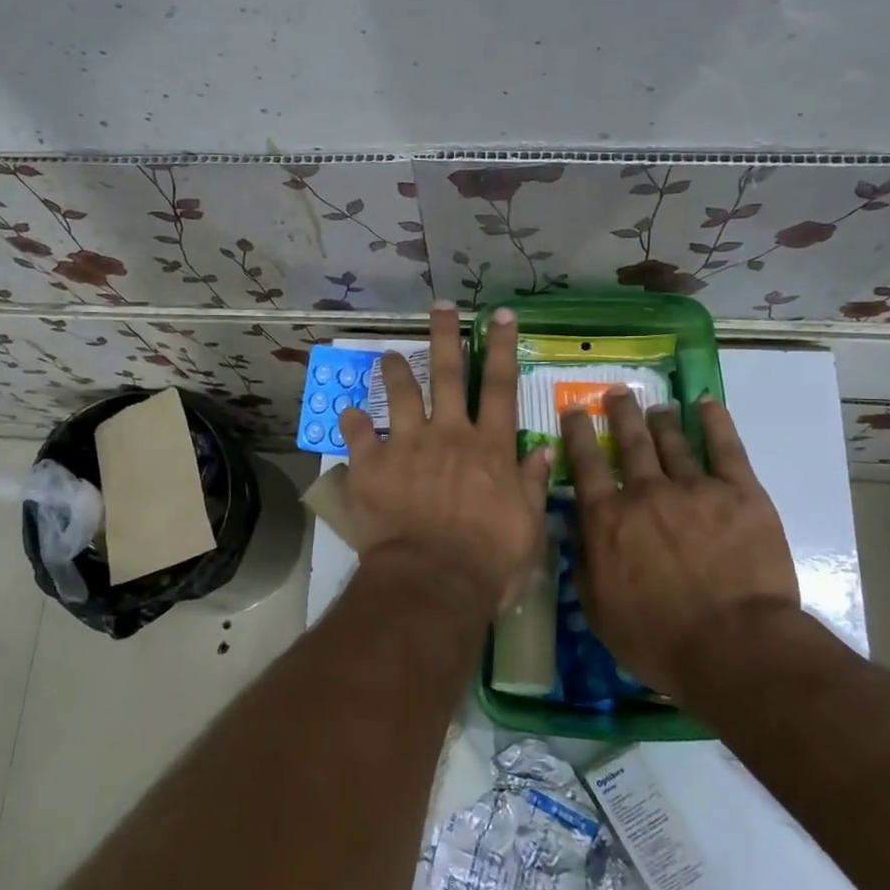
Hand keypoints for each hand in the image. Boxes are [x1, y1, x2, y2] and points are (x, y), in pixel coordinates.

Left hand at [339, 303, 552, 618]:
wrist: (432, 582)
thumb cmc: (488, 561)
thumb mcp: (528, 526)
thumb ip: (532, 484)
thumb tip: (543, 449)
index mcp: (489, 448)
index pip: (501, 387)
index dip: (501, 348)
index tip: (499, 315)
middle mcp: (449, 434)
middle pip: (449, 375)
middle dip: (445, 336)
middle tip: (439, 307)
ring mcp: (408, 445)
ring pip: (401, 394)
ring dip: (395, 370)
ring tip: (388, 354)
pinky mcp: (372, 464)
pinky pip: (358, 435)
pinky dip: (351, 421)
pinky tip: (346, 411)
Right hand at [560, 390, 799, 696]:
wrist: (733, 646)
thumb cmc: (658, 639)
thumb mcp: (598, 610)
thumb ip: (584, 565)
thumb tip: (578, 533)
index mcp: (608, 518)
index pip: (585, 464)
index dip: (576, 433)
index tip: (573, 410)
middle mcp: (645, 492)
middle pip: (630, 441)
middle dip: (620, 412)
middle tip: (616, 392)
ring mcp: (695, 488)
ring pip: (673, 441)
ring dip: (661, 419)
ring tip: (657, 405)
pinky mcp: (740, 493)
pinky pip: (726, 447)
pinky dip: (715, 422)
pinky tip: (707, 404)